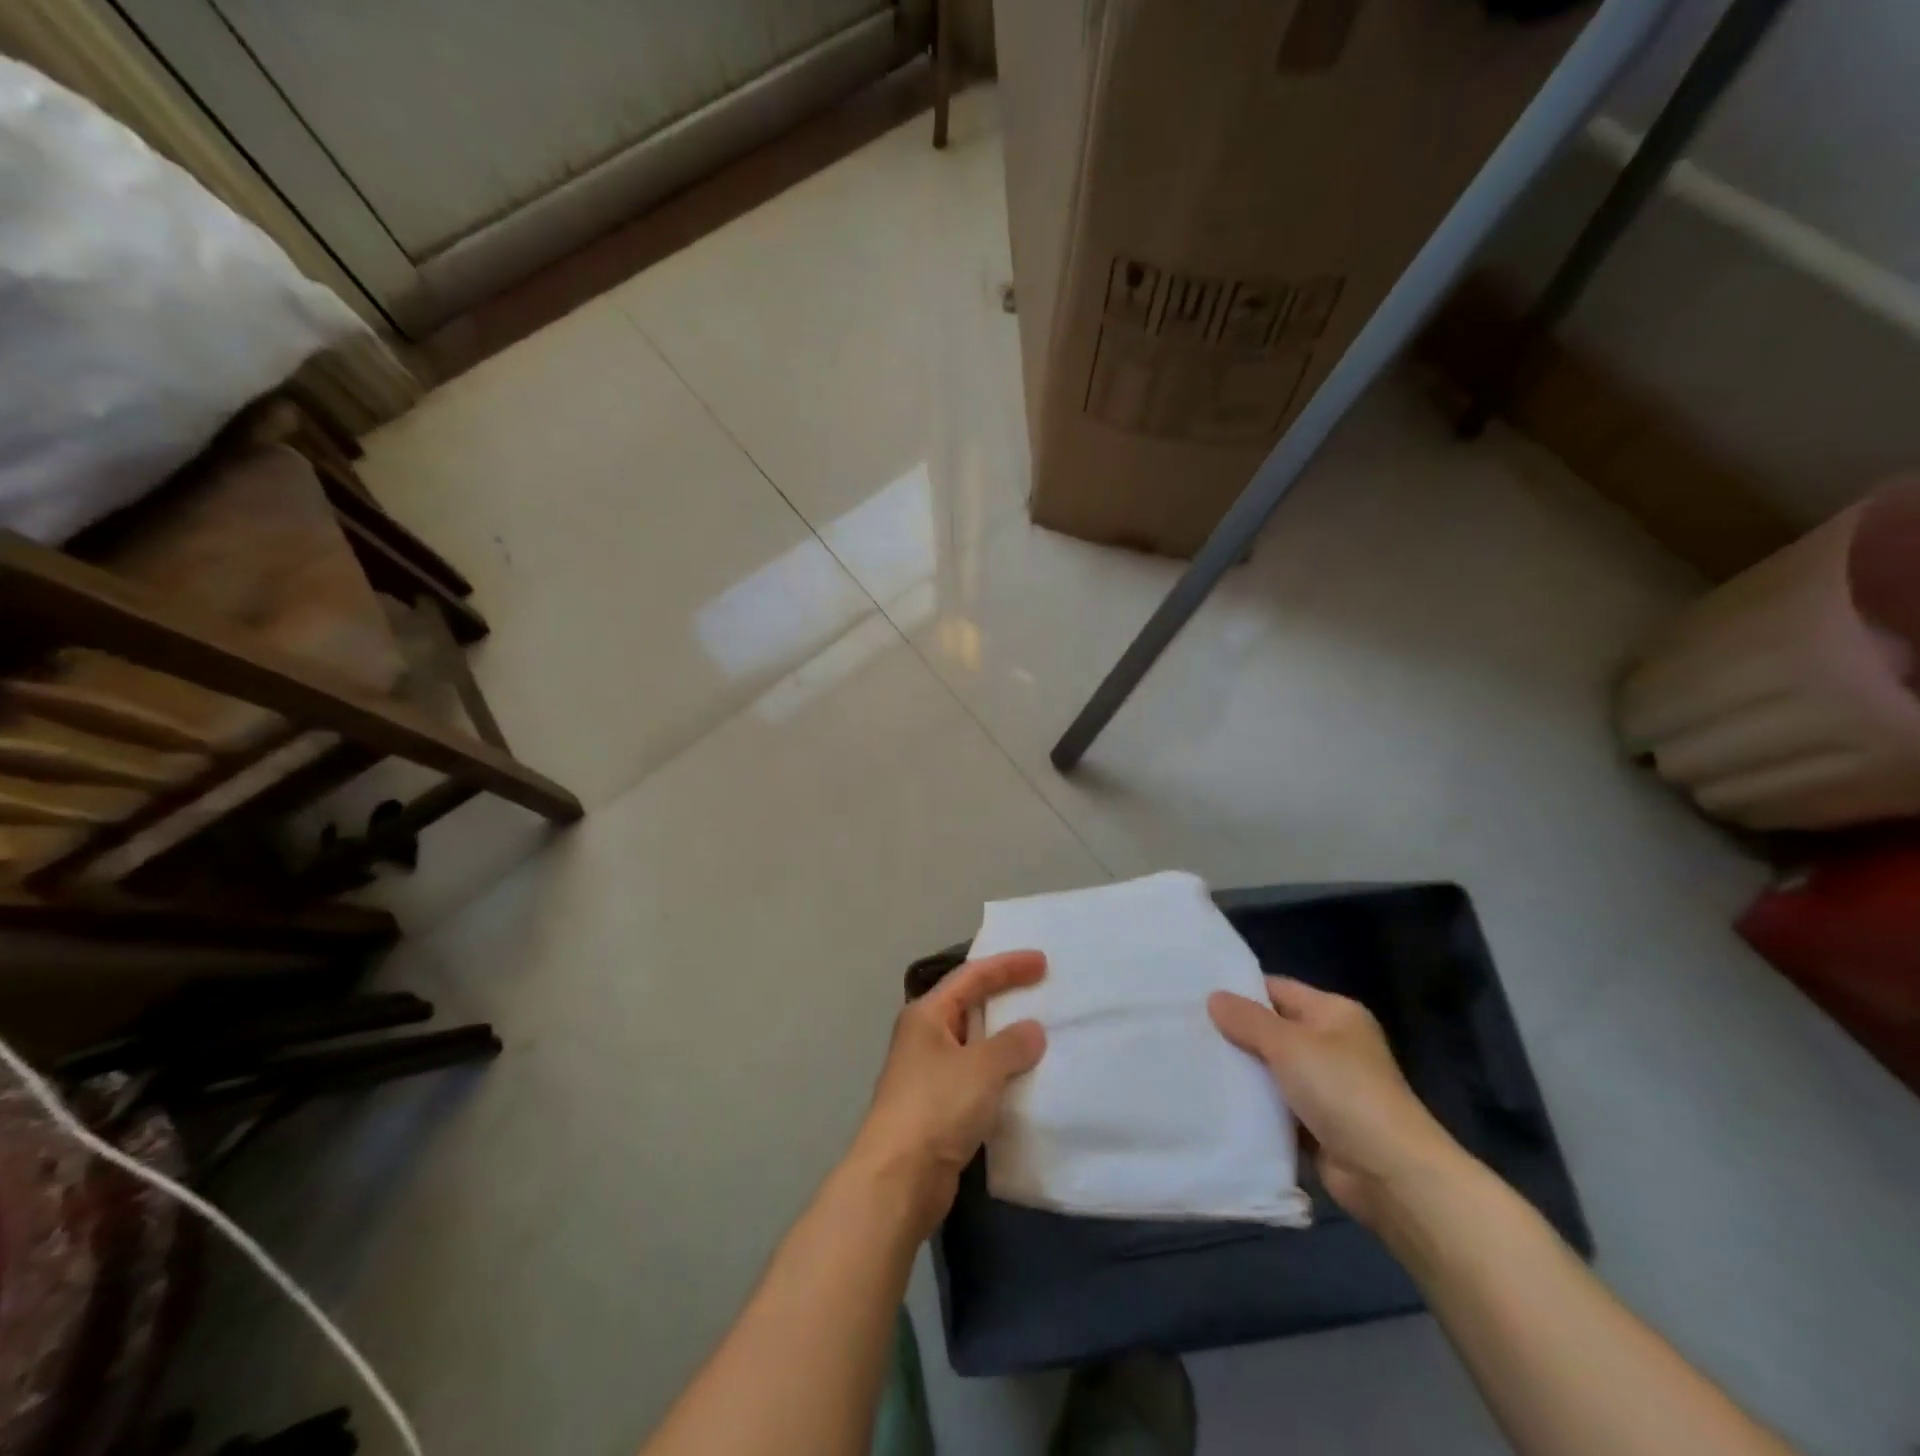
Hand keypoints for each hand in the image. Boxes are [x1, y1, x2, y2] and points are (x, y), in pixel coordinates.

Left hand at [850, 951, 1047, 1236]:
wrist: (898, 1179)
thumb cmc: (936, 1107)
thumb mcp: (981, 1068)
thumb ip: (1011, 1045)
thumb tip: (1032, 1030)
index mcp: (927, 1015)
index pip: (971, 976)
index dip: (1007, 965)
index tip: (1042, 961)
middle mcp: (924, 1037)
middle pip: (969, 1005)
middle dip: (1004, 997)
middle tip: (1042, 991)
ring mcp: (929, 1074)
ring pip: (973, 1044)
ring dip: (1004, 1039)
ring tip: (1042, 1033)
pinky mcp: (938, 1109)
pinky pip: (976, 1078)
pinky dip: (1000, 1074)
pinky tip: (1024, 1079)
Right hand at [1209, 977, 1460, 1230]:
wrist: (1391, 1175)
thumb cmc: (1343, 1092)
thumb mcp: (1289, 1045)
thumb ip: (1248, 1020)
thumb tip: (1213, 998)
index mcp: (1334, 1014)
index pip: (1277, 989)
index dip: (1239, 991)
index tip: (1195, 996)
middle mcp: (1331, 1045)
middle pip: (1272, 1029)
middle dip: (1234, 1032)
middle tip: (1186, 1029)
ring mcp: (1326, 1087)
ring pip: (1271, 1069)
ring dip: (1241, 1071)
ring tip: (1192, 1062)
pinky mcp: (1317, 1125)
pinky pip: (1276, 1105)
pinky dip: (1253, 1105)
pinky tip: (1216, 1100)